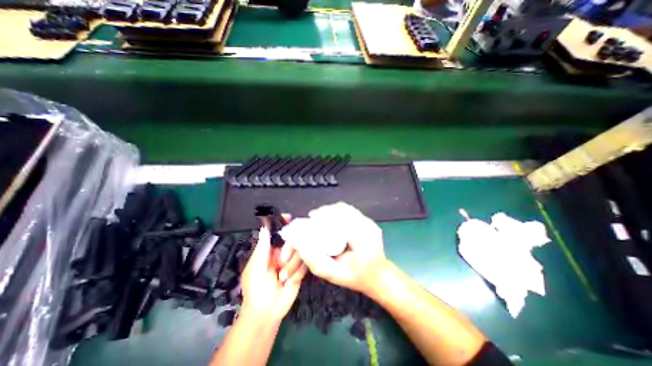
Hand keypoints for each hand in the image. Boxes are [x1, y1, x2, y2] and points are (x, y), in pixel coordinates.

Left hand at [242, 225, 308, 321]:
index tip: (288, 216)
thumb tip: (264, 227)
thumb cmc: (256, 289)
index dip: (283, 223)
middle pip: (293, 240)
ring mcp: (292, 261)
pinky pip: (305, 264)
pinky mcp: (301, 270)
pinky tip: (289, 281)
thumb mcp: (256, 267)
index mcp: (270, 250)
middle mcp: (283, 253)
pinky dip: (297, 272)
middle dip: (289, 251)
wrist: (267, 313)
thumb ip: (262, 247)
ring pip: (301, 252)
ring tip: (282, 277)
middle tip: (281, 263)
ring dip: (291, 266)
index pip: (278, 232)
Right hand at [278, 202, 385, 294]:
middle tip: (314, 216)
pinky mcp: (368, 222)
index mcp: (362, 238)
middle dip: (326, 211)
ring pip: (347, 208)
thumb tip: (301, 246)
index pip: (341, 217)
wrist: (379, 276)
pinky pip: (351, 211)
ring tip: (320, 216)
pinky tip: (331, 218)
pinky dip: (338, 211)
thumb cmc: (358, 277)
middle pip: (344, 209)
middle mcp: (367, 226)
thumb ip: (317, 263)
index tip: (312, 216)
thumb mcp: (335, 275)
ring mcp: (369, 223)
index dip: (325, 213)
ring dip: (332, 210)